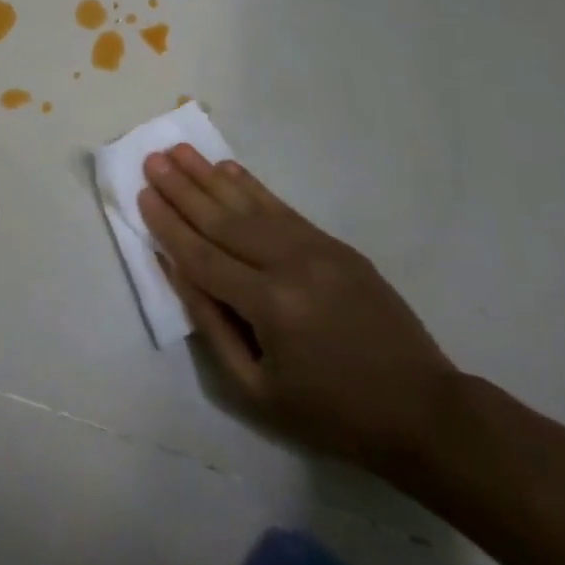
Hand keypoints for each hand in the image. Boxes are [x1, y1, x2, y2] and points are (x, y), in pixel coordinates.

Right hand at [140, 145, 454, 471]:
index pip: (202, 256)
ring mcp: (317, 249)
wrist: (422, 411)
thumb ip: (211, 324)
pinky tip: (229, 169)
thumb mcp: (257, 390)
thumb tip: (176, 270)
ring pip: (251, 206)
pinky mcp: (336, 245)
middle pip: (222, 220)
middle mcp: (290, 265)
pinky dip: (252, 187)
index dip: (168, 225)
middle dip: (182, 189)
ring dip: (211, 176)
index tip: (142, 194)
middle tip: (152, 158)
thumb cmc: (331, 413)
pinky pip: (283, 209)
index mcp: (269, 306)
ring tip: (181, 151)